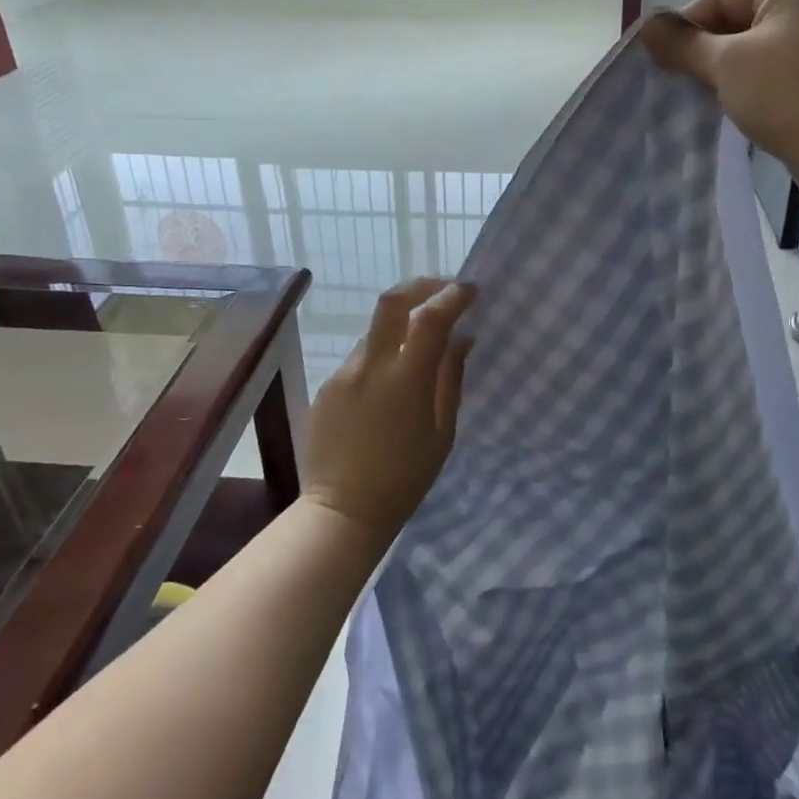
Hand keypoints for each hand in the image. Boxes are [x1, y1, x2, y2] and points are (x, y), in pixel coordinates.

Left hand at [303, 277, 475, 542]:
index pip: (430, 317)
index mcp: (405, 378)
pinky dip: (382, 353)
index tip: (471, 289)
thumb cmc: (404, 479)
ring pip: (376, 330)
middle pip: (392, 301)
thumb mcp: (442, 432)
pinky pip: (361, 357)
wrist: (342, 512)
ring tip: (421, 345)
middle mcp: (370, 365)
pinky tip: (392, 383)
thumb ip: (450, 379)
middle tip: (444, 291)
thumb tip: (461, 339)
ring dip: (401, 325)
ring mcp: (344, 373)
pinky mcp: (328, 386)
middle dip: (422, 286)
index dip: (453, 295)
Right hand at [644, 0, 798, 181]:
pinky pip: (771, 74)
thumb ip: (684, 44)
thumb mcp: (726, 64)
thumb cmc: (786, 96)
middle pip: (737, 21)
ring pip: (752, 51)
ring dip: (722, 73)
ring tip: (698, 97)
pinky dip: (746, 87)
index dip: (686, 25)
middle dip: (703, 51)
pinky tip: (729, 109)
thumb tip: (647, 26)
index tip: (659, 59)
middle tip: (674, 81)